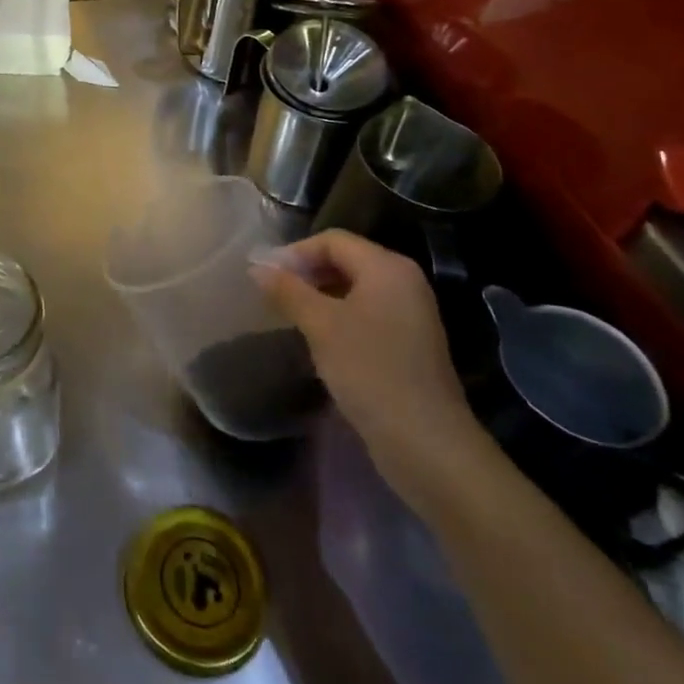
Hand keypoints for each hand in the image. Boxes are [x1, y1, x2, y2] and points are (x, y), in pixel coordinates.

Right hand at [253, 230, 487, 505]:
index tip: (264, 276)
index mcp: (387, 267)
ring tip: (288, 315)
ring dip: (319, 296)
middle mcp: (403, 282)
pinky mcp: (409, 343)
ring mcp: (410, 314)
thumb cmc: (370, 371)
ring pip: (354, 289)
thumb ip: (288, 291)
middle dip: (306, 273)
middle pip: (345, 260)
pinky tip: (316, 339)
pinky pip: (366, 313)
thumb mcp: (321, 326)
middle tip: (272, 294)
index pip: (332, 240)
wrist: (425, 443)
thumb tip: (257, 267)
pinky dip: (338, 316)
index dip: (295, 252)